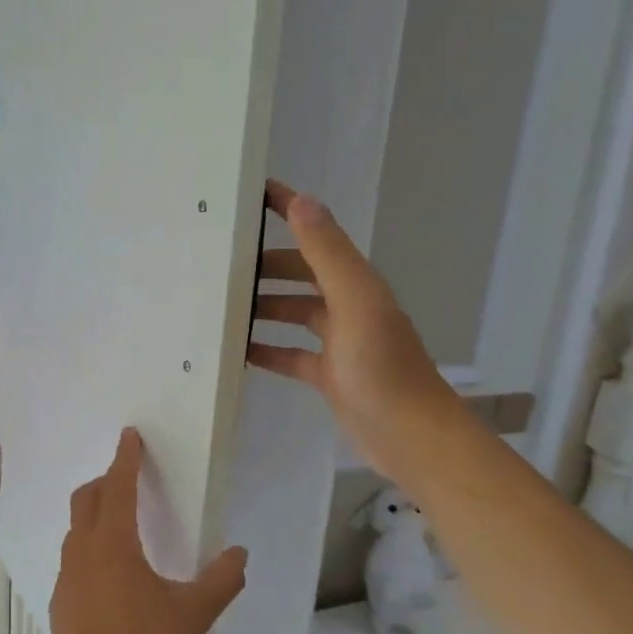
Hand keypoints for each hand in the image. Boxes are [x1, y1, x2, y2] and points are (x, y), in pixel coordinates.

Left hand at [50, 429, 247, 633]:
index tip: (129, 436)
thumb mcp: (193, 613)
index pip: (118, 486)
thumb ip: (221, 580)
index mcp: (113, 541)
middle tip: (127, 479)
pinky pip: (74, 558)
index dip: (125, 458)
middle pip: (87, 498)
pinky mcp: (61, 599)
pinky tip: (109, 575)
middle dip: (106, 481)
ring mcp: (67, 575)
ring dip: (95, 514)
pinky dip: (90, 547)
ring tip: (120, 525)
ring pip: (76, 528)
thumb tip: (239, 554)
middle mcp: (84, 549)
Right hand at [247, 180, 458, 482]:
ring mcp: (339, 342)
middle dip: (267, 264)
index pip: (317, 235)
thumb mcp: (354, 303)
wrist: (409, 437)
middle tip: (223, 262)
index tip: (252, 196)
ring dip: (263, 305)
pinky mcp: (329, 375)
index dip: (290, 212)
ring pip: (294, 313)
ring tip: (222, 305)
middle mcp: (348, 306)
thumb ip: (327, 254)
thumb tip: (301, 200)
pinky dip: (267, 349)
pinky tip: (238, 352)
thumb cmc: (381, 367)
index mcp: (356, 283)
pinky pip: (291, 354)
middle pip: (302, 273)